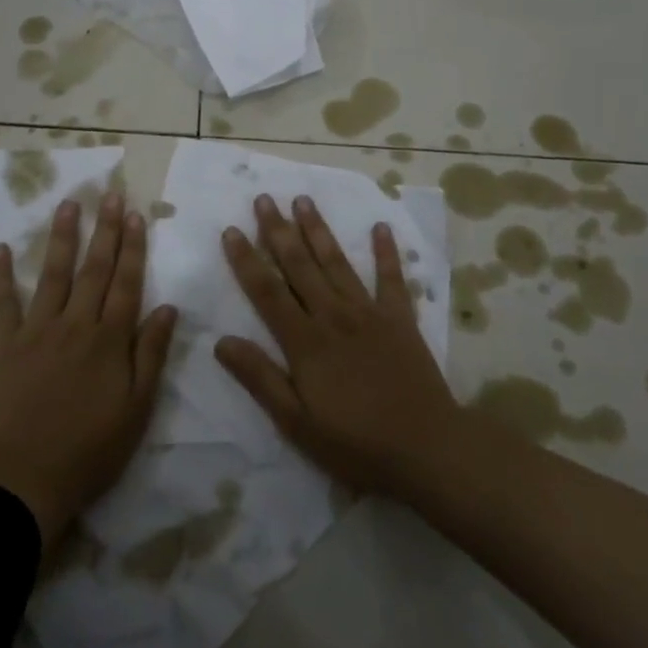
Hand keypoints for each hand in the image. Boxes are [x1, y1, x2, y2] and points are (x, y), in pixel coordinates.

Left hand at [0, 191, 177, 553]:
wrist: (23, 480)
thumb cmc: (89, 450)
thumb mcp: (137, 409)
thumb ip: (152, 354)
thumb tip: (168, 307)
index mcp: (109, 339)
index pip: (126, 282)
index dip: (133, 248)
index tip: (136, 215)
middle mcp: (75, 324)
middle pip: (94, 269)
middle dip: (105, 230)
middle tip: (111, 195)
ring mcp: (36, 331)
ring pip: (53, 275)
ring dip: (62, 238)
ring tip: (68, 204)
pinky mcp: (3, 346)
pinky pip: (1, 304)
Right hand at [216, 195, 462, 498]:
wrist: (426, 449)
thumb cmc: (355, 444)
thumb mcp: (296, 423)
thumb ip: (260, 379)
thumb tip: (221, 342)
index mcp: (305, 341)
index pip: (267, 291)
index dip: (246, 260)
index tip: (231, 230)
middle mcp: (333, 315)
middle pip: (299, 265)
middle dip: (278, 230)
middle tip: (263, 198)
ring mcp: (369, 313)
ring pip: (337, 262)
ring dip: (318, 229)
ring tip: (303, 199)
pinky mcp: (401, 319)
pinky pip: (392, 278)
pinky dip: (386, 252)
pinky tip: (380, 226)